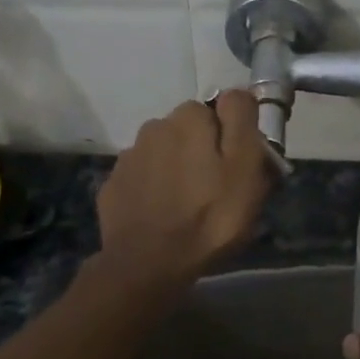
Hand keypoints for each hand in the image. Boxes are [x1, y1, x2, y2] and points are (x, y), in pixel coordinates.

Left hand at [96, 91, 272, 284]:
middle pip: (191, 130)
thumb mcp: (246, 167)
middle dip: (204, 150)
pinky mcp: (114, 184)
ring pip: (165, 152)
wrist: (148, 264)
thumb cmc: (210, 216)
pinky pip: (144, 177)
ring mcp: (130, 156)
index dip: (234, 136)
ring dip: (178, 167)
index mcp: (190, 117)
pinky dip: (155, 188)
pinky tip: (163, 214)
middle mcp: (156, 126)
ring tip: (188, 204)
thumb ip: (242, 120)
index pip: (221, 108)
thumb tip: (237, 93)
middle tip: (218, 188)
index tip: (240, 166)